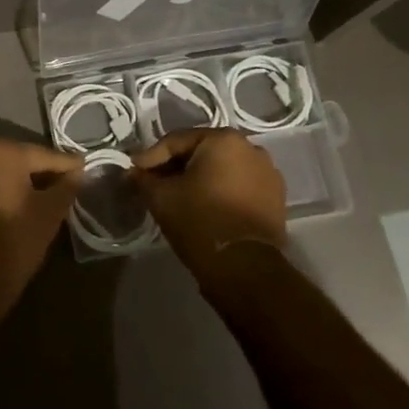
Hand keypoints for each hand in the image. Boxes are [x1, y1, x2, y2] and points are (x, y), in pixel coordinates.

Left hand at [0, 139, 83, 296]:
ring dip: (19, 179)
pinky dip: (0, 188)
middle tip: (64, 182)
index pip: (44, 155)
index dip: (67, 164)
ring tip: (42, 194)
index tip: (84, 167)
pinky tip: (16, 203)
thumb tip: (76, 173)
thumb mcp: (51, 211)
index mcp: (2, 151)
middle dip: (41, 170)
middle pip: (19, 158)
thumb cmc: (16, 239)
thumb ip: (66, 186)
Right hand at [131, 128, 286, 279]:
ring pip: (221, 169)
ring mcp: (267, 173)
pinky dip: (219, 191)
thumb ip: (143, 179)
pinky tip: (203, 205)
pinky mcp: (275, 197)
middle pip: (201, 152)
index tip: (133, 172)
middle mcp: (250, 147)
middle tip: (152, 183)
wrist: (245, 268)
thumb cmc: (199, 221)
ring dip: (198, 178)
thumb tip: (132, 173)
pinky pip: (238, 185)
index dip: (150, 157)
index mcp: (223, 139)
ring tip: (177, 196)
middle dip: (175, 166)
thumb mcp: (161, 198)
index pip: (176, 141)